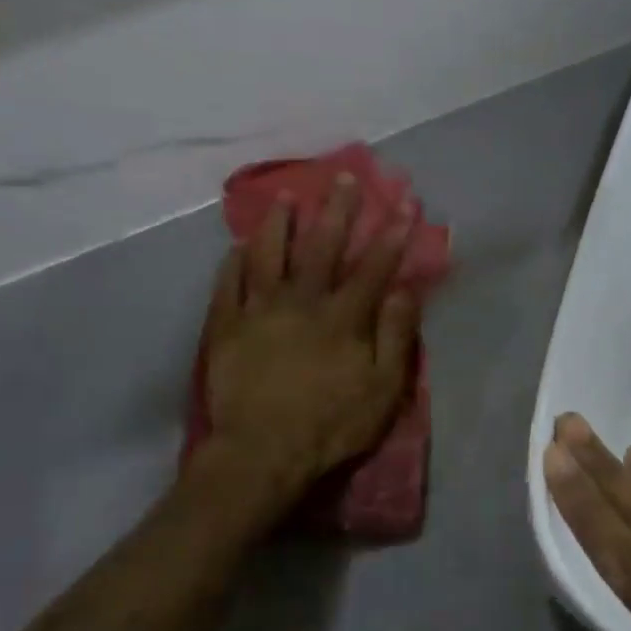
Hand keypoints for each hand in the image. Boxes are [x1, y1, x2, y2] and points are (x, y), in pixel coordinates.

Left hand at [199, 174, 419, 494]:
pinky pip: (228, 285)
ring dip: (280, 224)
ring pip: (269, 256)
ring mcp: (258, 311)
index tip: (405, 204)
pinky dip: (234, 262)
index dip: (392, 235)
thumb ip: (395, 335)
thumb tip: (404, 289)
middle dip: (337, 211)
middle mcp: (301, 302)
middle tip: (344, 177)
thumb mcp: (383, 389)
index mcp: (342, 317)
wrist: (262, 453)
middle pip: (321, 248)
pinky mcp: (225, 328)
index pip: (373, 267)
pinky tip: (238, 245)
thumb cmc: (331, 425)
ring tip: (286, 196)